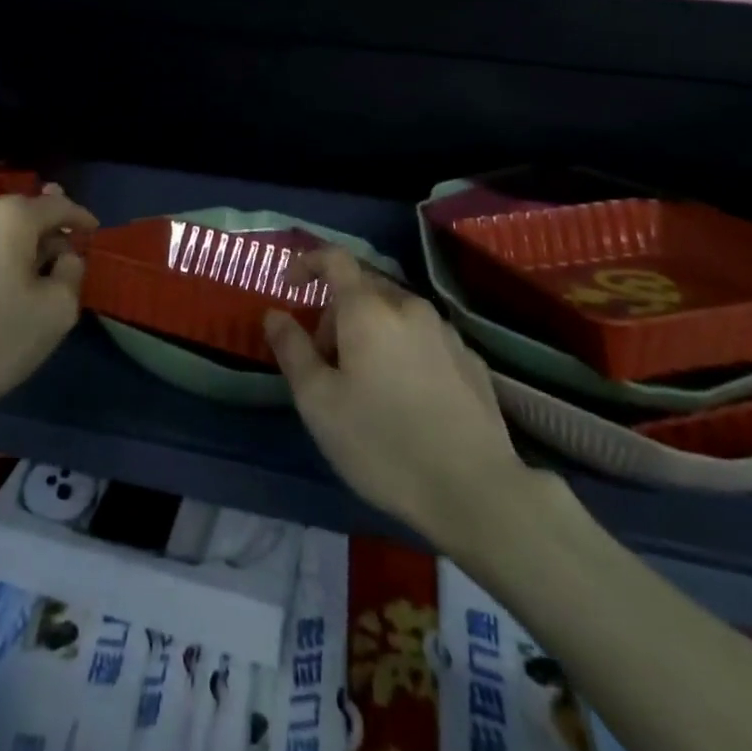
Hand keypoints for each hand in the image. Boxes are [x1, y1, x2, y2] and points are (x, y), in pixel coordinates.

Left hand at [0, 187, 97, 430]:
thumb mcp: (57, 310)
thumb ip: (71, 269)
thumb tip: (64, 254)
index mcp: (10, 216)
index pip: (56, 205)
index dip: (80, 217)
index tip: (94, 232)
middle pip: (22, 212)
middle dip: (45, 230)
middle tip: (63, 253)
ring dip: (14, 243)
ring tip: (28, 270)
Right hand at [266, 248, 543, 544]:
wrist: (476, 491)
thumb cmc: (382, 443)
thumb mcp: (318, 402)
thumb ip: (292, 350)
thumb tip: (274, 314)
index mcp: (368, 309)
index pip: (334, 258)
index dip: (307, 263)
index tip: (289, 286)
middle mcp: (409, 307)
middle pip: (363, 288)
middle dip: (335, 312)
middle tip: (323, 361)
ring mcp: (446, 332)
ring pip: (395, 314)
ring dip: (370, 332)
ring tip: (364, 384)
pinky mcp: (471, 361)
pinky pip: (423, 338)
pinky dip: (402, 350)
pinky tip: (405, 398)